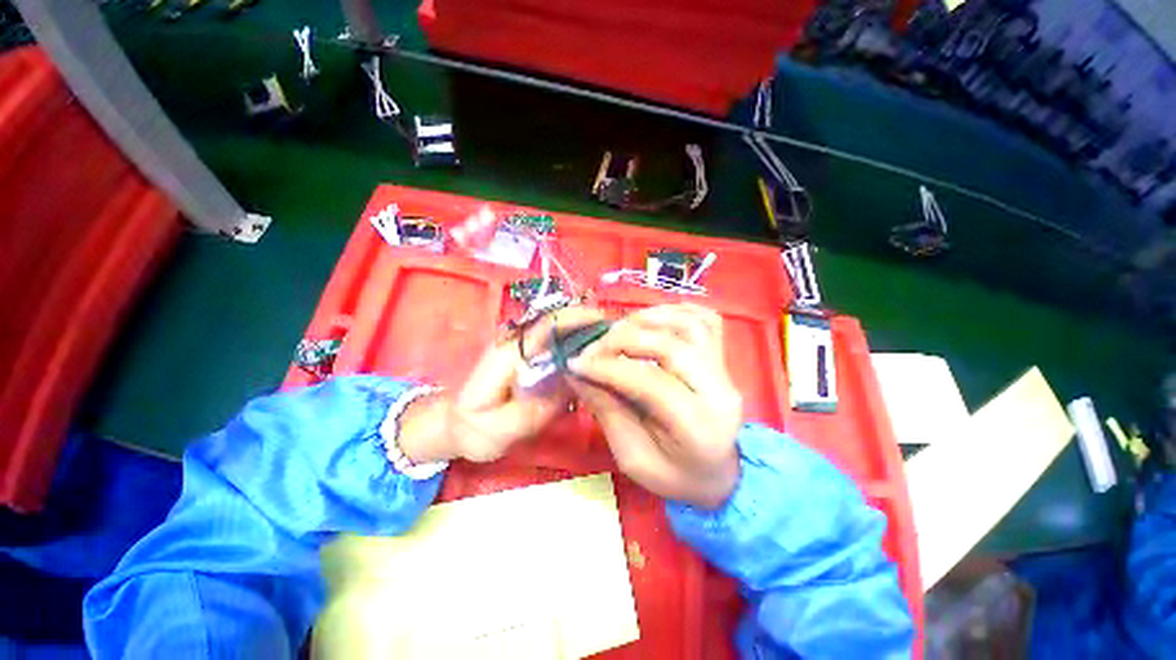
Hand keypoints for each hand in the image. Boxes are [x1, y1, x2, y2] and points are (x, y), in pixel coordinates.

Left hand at [397, 307, 606, 463]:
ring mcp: (522, 347)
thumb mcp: (500, 430)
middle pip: (556, 321)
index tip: (605, 325)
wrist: (453, 425)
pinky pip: (555, 343)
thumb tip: (573, 383)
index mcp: (509, 354)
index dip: (577, 319)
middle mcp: (517, 342)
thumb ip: (534, 408)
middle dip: (588, 321)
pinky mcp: (527, 355)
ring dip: (585, 330)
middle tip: (619, 335)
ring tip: (613, 343)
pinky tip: (593, 355)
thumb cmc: (474, 430)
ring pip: (558, 329)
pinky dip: (576, 344)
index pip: (547, 325)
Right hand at [567, 304, 742, 508]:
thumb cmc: (673, 474)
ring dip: (647, 319)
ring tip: (617, 330)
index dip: (608, 368)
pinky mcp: (723, 357)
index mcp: (698, 427)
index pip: (650, 383)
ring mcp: (726, 369)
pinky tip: (650, 318)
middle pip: (671, 346)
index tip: (575, 363)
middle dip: (623, 339)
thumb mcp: (632, 457)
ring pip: (688, 325)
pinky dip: (675, 311)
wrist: (718, 472)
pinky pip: (705, 319)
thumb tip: (577, 372)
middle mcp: (720, 391)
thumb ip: (606, 411)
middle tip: (593, 347)